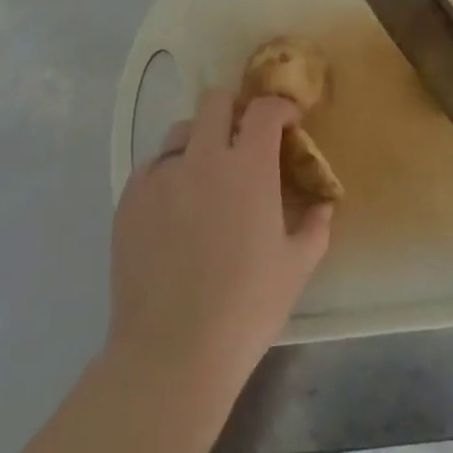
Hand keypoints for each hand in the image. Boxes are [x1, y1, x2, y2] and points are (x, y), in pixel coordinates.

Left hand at [107, 90, 332, 394]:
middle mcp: (202, 157)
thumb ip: (315, 227)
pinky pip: (152, 168)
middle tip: (244, 139)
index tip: (287, 124)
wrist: (172, 350)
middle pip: (215, 102)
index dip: (279, 108)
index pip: (263, 109)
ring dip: (200, 140)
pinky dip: (170, 174)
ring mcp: (161, 176)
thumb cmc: (246, 307)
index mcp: (248, 166)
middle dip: (235, 110)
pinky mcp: (129, 199)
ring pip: (180, 131)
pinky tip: (176, 209)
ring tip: (207, 175)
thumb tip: (323, 206)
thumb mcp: (296, 267)